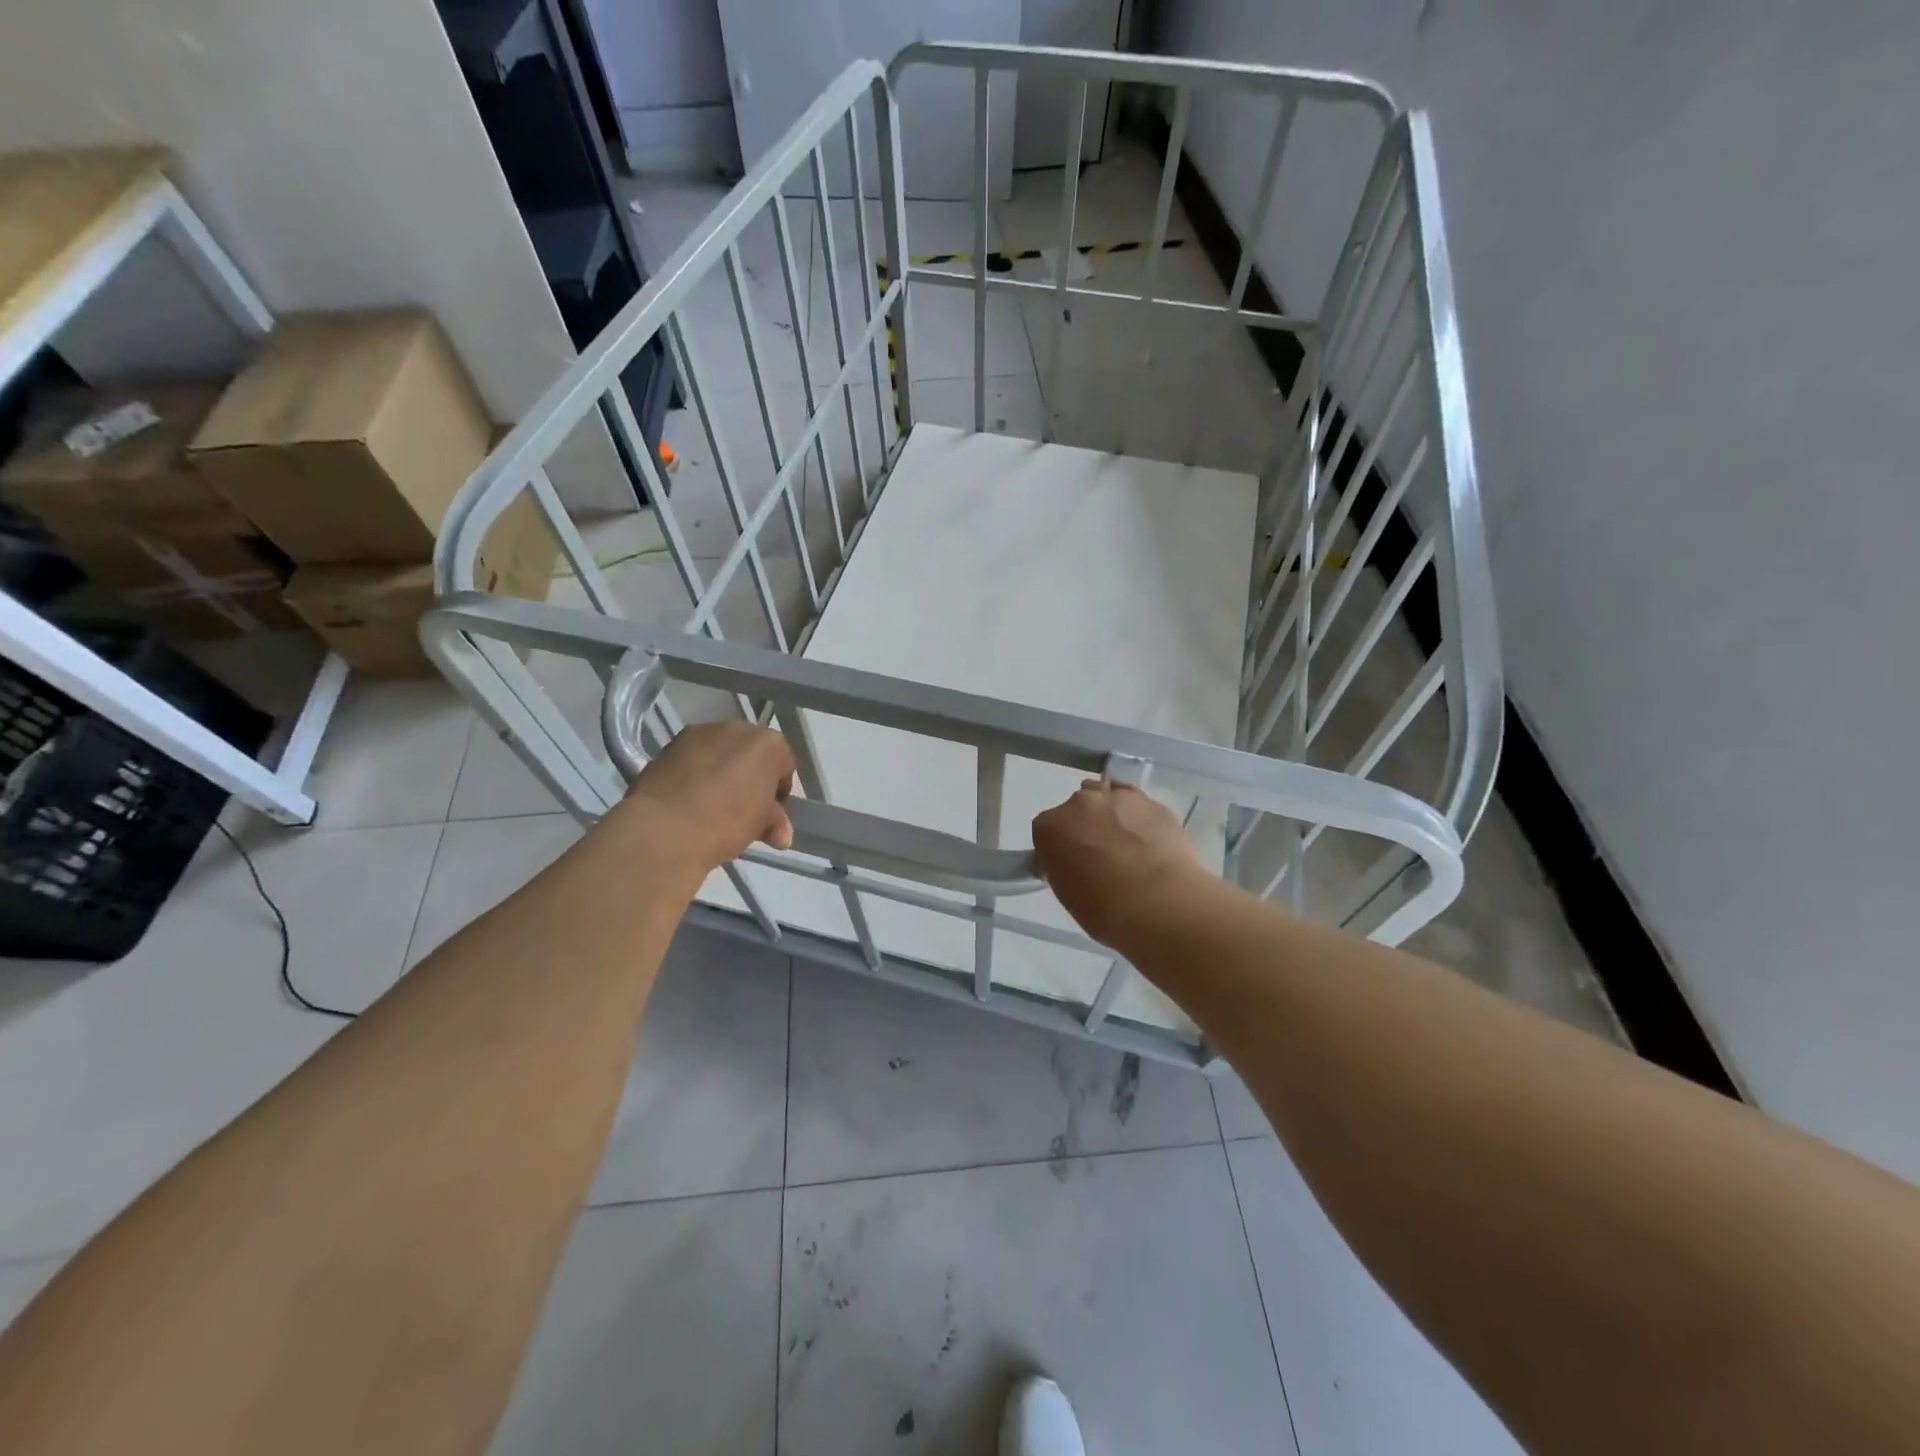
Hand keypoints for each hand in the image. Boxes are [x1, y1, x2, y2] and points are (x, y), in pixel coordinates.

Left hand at [614, 721, 795, 871]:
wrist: (664, 827)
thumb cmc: (726, 823)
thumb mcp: (760, 827)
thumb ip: (775, 821)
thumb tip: (781, 834)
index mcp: (769, 744)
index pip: (784, 764)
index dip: (779, 789)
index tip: (771, 810)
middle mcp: (738, 729)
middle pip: (752, 751)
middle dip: (751, 775)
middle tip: (743, 806)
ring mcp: (701, 732)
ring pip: (721, 751)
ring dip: (722, 770)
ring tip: (712, 802)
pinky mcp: (671, 743)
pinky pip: (694, 756)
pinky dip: (696, 771)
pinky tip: (689, 797)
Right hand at [1031, 781, 1213, 948]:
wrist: (1160, 905)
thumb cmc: (1104, 911)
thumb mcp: (1067, 893)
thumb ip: (1063, 867)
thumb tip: (1073, 863)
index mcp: (1049, 828)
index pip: (1046, 831)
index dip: (1059, 848)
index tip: (1070, 866)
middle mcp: (1079, 803)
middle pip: (1077, 809)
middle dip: (1085, 828)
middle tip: (1100, 857)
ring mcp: (1118, 798)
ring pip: (1108, 799)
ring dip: (1112, 816)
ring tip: (1128, 846)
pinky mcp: (1152, 802)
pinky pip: (1138, 804)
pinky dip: (1139, 818)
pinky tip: (1147, 838)